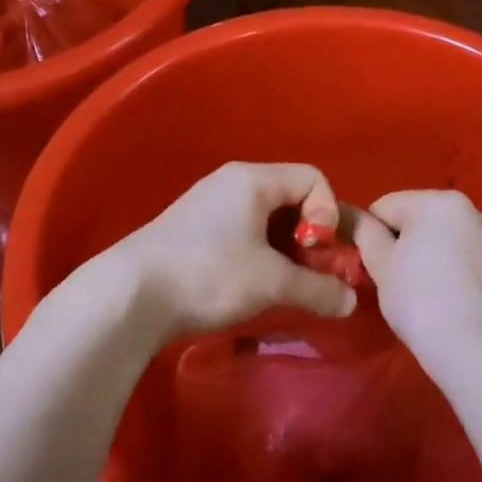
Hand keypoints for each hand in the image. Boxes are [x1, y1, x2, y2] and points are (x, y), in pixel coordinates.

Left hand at [104, 162, 359, 345]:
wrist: (130, 294)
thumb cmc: (209, 274)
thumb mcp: (272, 282)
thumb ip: (318, 289)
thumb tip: (350, 302)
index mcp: (253, 180)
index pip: (313, 178)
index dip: (328, 213)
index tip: (317, 250)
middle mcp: (232, 183)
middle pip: (291, 198)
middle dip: (310, 236)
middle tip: (310, 274)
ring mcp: (209, 206)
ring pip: (267, 220)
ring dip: (286, 251)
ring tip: (284, 285)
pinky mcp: (195, 232)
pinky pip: (244, 233)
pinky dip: (261, 255)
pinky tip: (254, 286)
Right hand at [348, 190, 481, 355]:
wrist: (474, 350)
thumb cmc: (419, 299)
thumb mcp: (380, 262)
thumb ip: (361, 230)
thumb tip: (345, 213)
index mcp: (438, 200)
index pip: (383, 206)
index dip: (369, 235)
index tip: (369, 266)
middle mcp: (468, 207)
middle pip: (412, 217)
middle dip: (396, 242)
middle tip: (390, 279)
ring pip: (434, 235)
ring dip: (418, 253)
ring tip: (415, 290)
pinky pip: (455, 251)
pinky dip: (440, 264)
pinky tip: (437, 293)